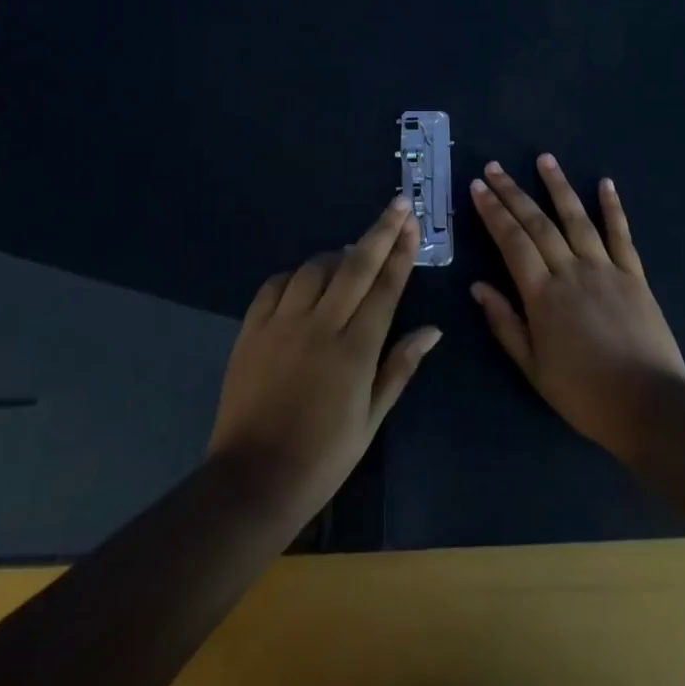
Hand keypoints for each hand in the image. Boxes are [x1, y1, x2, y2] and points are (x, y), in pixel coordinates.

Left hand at [208, 199, 441, 524]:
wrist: (252, 481)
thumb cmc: (322, 457)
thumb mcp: (371, 419)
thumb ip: (400, 367)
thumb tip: (433, 331)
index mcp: (355, 350)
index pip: (385, 287)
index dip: (401, 252)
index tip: (412, 222)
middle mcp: (321, 326)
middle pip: (355, 265)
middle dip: (380, 231)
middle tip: (397, 205)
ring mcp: (282, 324)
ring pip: (315, 268)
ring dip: (337, 255)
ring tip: (349, 256)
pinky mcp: (252, 329)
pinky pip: (276, 284)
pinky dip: (295, 275)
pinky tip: (305, 281)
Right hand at [470, 155, 684, 459]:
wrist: (649, 406)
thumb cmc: (585, 394)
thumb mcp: (534, 369)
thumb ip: (505, 324)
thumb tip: (478, 286)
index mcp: (542, 295)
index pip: (511, 242)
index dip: (493, 212)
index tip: (477, 187)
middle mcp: (571, 271)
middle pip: (537, 223)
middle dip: (512, 193)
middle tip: (494, 167)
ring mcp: (605, 268)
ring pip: (576, 218)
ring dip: (558, 187)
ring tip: (544, 159)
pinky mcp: (634, 274)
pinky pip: (621, 234)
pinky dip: (613, 207)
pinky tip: (605, 183)